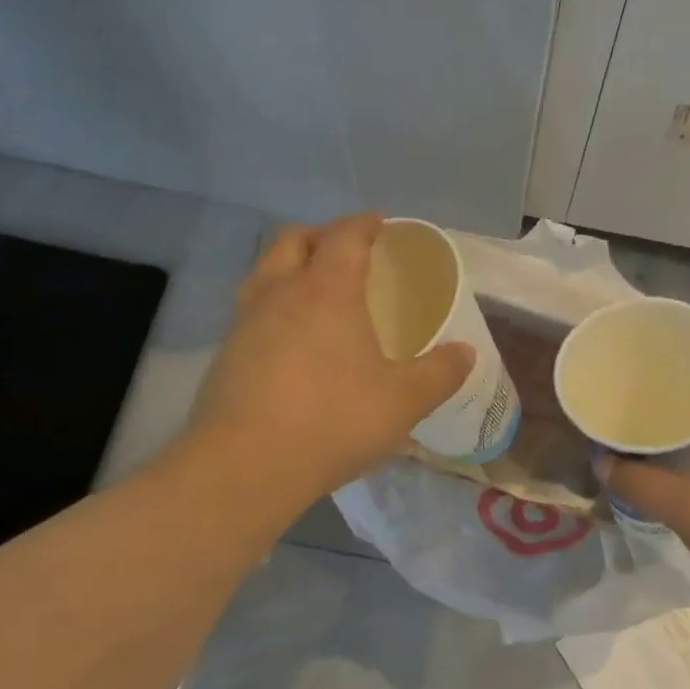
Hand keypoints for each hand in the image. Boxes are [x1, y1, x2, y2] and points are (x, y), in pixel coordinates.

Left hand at [185, 213, 473, 504]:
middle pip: (292, 240)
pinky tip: (289, 342)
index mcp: (327, 290)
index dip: (364, 225)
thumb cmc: (334, 419)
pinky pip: (250, 312)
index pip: (345, 236)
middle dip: (319, 235)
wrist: (246, 464)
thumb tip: (465, 353)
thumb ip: (440, 373)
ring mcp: (245, 322)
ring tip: (313, 292)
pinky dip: (272, 308)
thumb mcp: (404, 401)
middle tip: (344, 252)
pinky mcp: (224, 355)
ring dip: (288, 268)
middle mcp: (280, 293)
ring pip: (263, 273)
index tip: (379, 223)